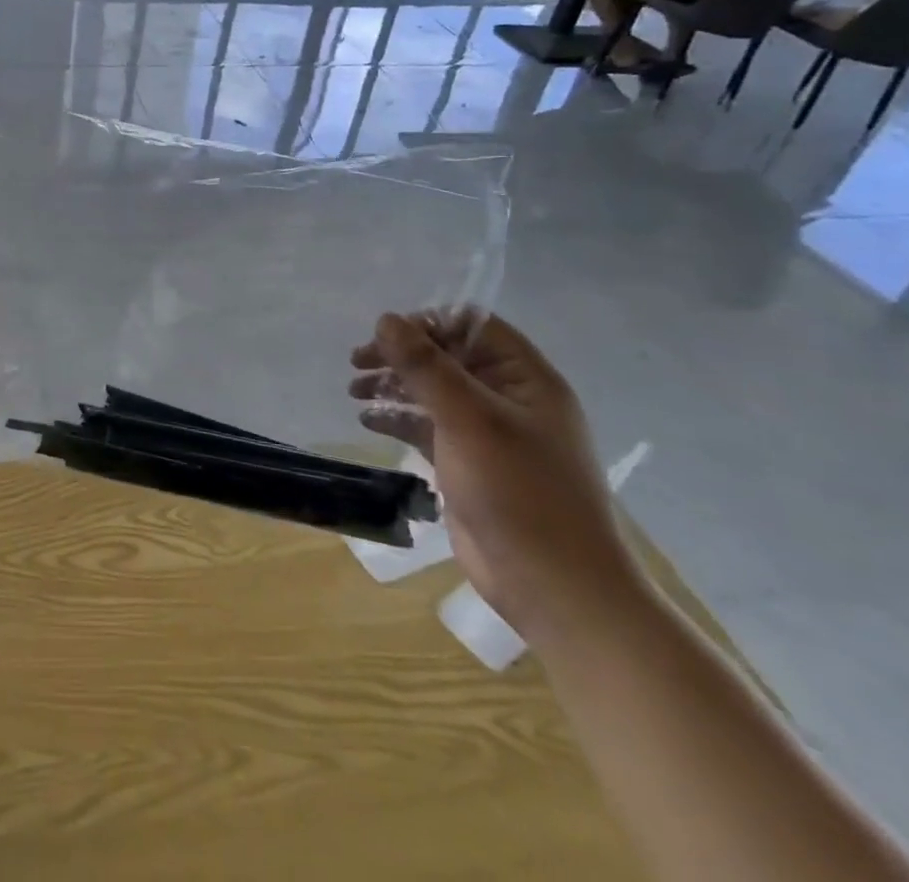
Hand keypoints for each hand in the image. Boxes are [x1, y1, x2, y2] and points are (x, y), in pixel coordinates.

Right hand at [350, 312, 644, 643]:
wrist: (554, 588)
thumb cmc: (519, 493)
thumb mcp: (469, 420)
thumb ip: (426, 366)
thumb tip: (386, 320)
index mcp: (526, 379)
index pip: (472, 327)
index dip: (428, 324)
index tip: (385, 337)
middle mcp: (508, 398)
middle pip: (446, 356)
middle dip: (400, 355)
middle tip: (357, 362)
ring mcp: (487, 433)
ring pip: (432, 390)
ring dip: (393, 385)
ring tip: (354, 392)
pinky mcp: (467, 463)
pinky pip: (426, 425)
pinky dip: (397, 417)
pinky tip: (368, 420)